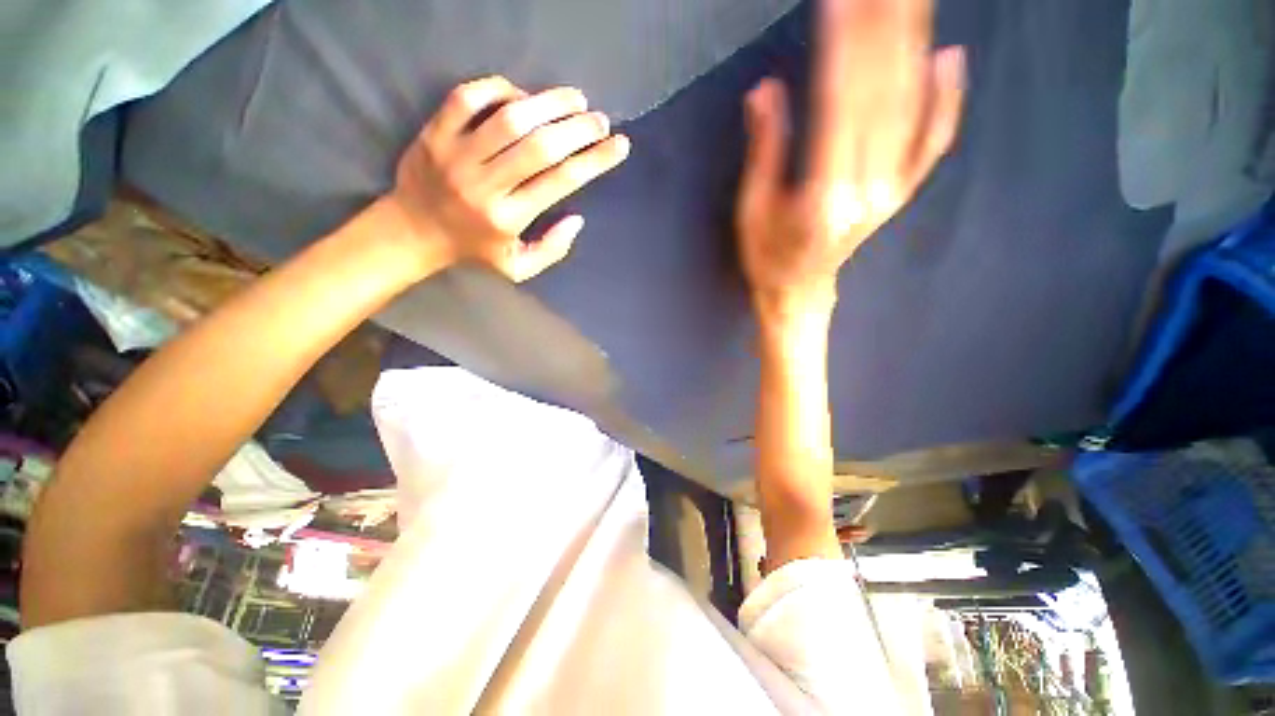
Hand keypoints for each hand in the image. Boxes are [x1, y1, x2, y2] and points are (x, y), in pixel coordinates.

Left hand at [389, 76, 630, 281]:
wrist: (413, 232)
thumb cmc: (473, 251)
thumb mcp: (518, 268)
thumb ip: (552, 250)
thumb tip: (577, 220)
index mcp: (508, 219)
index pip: (560, 181)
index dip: (594, 160)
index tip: (619, 145)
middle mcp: (485, 185)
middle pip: (541, 146)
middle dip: (578, 129)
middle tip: (600, 121)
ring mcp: (456, 155)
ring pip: (509, 118)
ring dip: (549, 103)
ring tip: (576, 99)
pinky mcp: (434, 132)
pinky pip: (468, 97)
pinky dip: (500, 88)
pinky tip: (523, 95)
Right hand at [736, 0, 964, 317]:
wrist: (799, 292)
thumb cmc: (767, 256)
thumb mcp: (752, 209)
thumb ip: (765, 150)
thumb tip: (765, 90)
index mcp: (823, 195)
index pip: (840, 101)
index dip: (842, 43)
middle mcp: (867, 188)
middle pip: (881, 93)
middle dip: (880, 29)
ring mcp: (891, 189)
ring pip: (910, 106)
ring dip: (911, 45)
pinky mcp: (899, 192)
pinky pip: (931, 141)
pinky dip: (945, 99)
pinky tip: (948, 57)